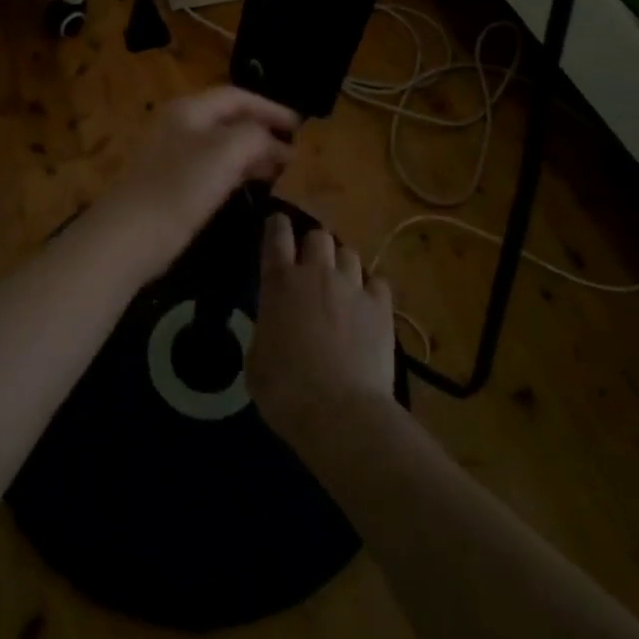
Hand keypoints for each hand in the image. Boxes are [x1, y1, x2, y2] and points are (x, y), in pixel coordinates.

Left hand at [86, 86, 298, 283]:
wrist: (129, 236)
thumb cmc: (180, 187)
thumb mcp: (226, 152)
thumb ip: (255, 136)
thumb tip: (274, 140)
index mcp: (189, 109)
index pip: (237, 96)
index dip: (270, 107)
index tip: (301, 126)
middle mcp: (179, 125)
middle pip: (229, 119)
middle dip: (263, 131)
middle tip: (295, 150)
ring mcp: (172, 155)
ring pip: (221, 145)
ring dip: (252, 153)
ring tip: (282, 169)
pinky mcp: (171, 184)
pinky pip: (212, 168)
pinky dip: (236, 171)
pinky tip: (252, 185)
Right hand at [246, 212, 397, 450]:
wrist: (341, 413)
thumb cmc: (286, 391)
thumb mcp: (256, 359)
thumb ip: (265, 329)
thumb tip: (273, 325)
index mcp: (280, 282)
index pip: (277, 234)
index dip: (277, 225)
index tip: (277, 225)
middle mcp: (317, 273)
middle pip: (318, 235)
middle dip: (312, 245)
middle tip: (310, 265)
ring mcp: (353, 287)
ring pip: (349, 253)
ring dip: (341, 264)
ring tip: (340, 284)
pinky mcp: (382, 307)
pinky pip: (377, 282)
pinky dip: (370, 289)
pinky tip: (367, 305)